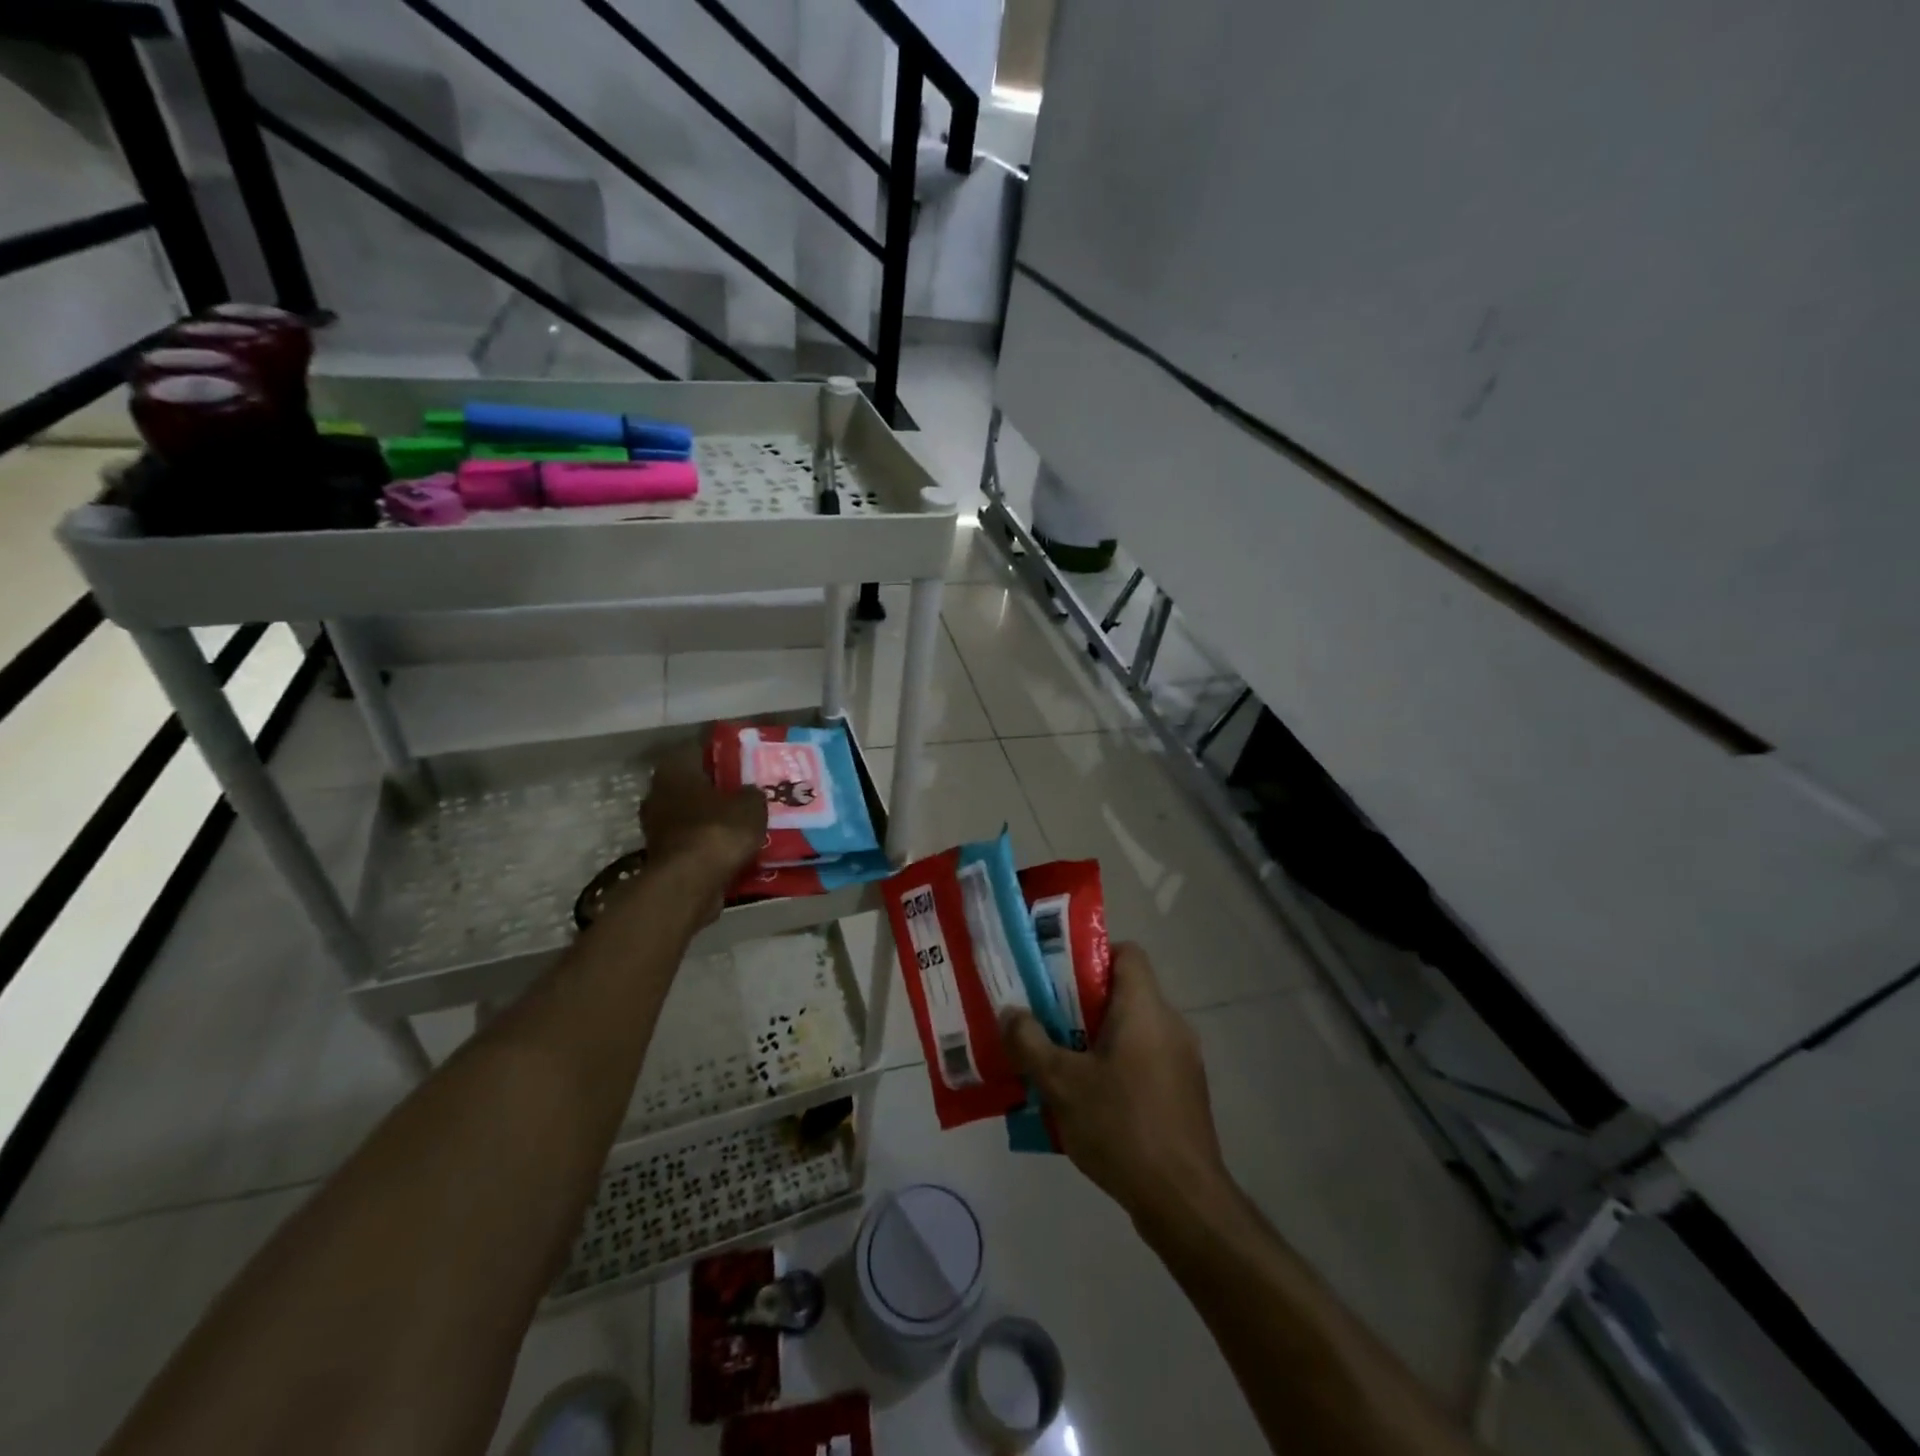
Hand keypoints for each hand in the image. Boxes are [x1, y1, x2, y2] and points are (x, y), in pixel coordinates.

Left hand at [640, 744, 766, 882]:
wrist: (690, 883)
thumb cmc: (718, 830)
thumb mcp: (751, 804)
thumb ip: (751, 793)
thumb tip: (749, 792)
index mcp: (675, 769)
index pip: (697, 748)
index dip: (721, 752)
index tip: (743, 758)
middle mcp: (658, 793)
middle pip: (692, 783)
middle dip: (717, 787)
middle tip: (746, 789)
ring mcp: (656, 826)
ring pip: (691, 813)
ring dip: (712, 817)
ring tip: (743, 820)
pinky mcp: (663, 855)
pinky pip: (692, 840)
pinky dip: (709, 842)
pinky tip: (732, 846)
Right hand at [1001, 944, 1231, 1228]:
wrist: (1183, 1201)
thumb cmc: (1121, 1126)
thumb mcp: (1062, 1083)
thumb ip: (1030, 1042)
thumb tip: (1010, 1013)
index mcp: (1145, 1008)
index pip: (1127, 952)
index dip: (1092, 955)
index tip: (1058, 978)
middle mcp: (1171, 1024)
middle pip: (1125, 992)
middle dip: (1083, 1003)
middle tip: (1046, 1021)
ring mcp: (1183, 1060)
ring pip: (1134, 1030)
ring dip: (1097, 1039)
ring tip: (1060, 1063)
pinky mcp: (1185, 1093)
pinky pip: (1145, 1061)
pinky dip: (1118, 1066)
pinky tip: (1089, 1101)